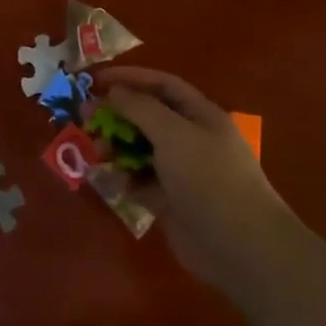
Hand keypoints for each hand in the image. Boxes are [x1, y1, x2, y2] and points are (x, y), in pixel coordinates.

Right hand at [95, 67, 292, 279]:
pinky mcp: (171, 202)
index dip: (130, 78)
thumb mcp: (173, 134)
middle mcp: (191, 139)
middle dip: (117, 115)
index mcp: (200, 115)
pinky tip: (113, 182)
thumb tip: (113, 92)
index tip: (95, 81)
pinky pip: (141, 182)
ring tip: (98, 153)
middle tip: (85, 119)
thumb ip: (139, 108)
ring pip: (140, 150)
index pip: (162, 85)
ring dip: (117, 147)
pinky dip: (125, 179)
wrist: (240, 247)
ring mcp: (182, 172)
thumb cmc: (209, 178)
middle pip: (147, 117)